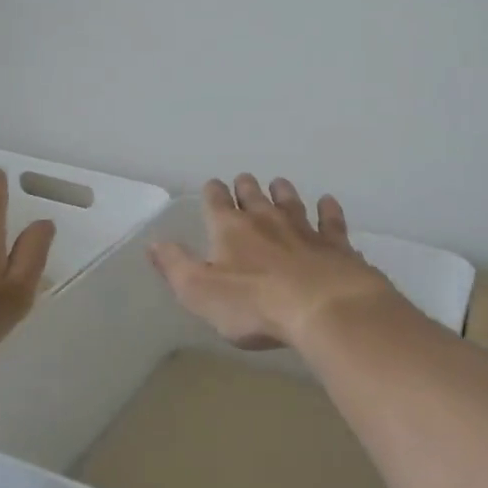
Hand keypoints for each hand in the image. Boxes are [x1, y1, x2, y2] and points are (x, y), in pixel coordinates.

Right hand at [148, 175, 398, 350]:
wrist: (322, 306)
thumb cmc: (253, 304)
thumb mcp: (199, 291)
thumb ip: (175, 265)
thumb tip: (153, 242)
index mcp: (230, 228)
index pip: (216, 201)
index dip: (212, 193)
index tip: (212, 187)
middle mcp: (265, 219)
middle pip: (253, 194)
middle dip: (246, 186)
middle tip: (244, 181)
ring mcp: (303, 228)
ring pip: (290, 200)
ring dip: (282, 191)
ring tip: (279, 183)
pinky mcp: (334, 243)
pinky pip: (330, 220)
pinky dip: (328, 210)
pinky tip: (328, 202)